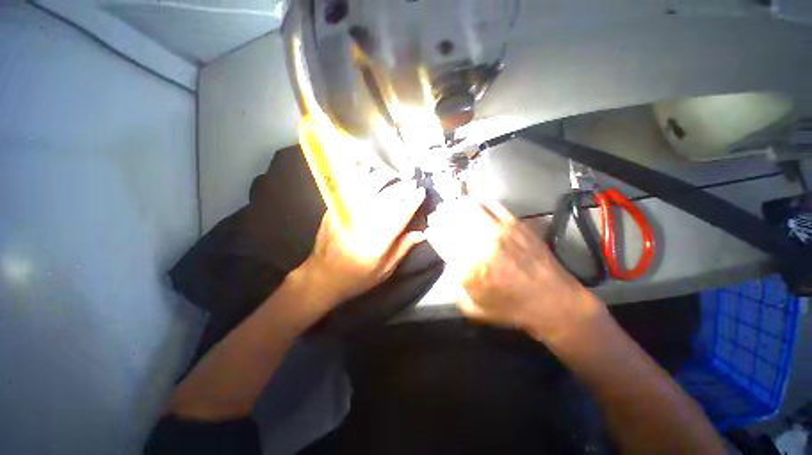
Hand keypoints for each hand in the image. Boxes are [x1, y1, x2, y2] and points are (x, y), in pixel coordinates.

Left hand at [297, 180, 426, 307]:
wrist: (321, 277)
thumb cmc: (356, 277)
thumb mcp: (384, 270)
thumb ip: (403, 249)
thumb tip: (422, 233)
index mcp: (378, 240)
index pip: (401, 214)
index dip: (413, 200)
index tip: (421, 192)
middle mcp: (364, 222)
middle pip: (386, 197)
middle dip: (402, 186)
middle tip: (411, 182)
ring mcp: (347, 213)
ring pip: (367, 187)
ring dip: (382, 177)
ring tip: (392, 175)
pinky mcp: (335, 209)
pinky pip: (350, 186)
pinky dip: (361, 177)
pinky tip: (368, 171)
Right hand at [427, 198, 604, 342]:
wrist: (553, 302)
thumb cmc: (510, 308)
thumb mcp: (471, 306)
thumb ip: (454, 284)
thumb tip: (450, 262)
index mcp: (467, 267)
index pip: (441, 239)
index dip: (433, 232)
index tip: (431, 230)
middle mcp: (481, 244)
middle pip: (452, 220)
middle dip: (440, 215)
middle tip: (437, 214)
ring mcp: (499, 230)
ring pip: (470, 208)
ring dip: (456, 205)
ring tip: (450, 205)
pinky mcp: (515, 223)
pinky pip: (492, 204)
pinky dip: (479, 199)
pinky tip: (472, 200)